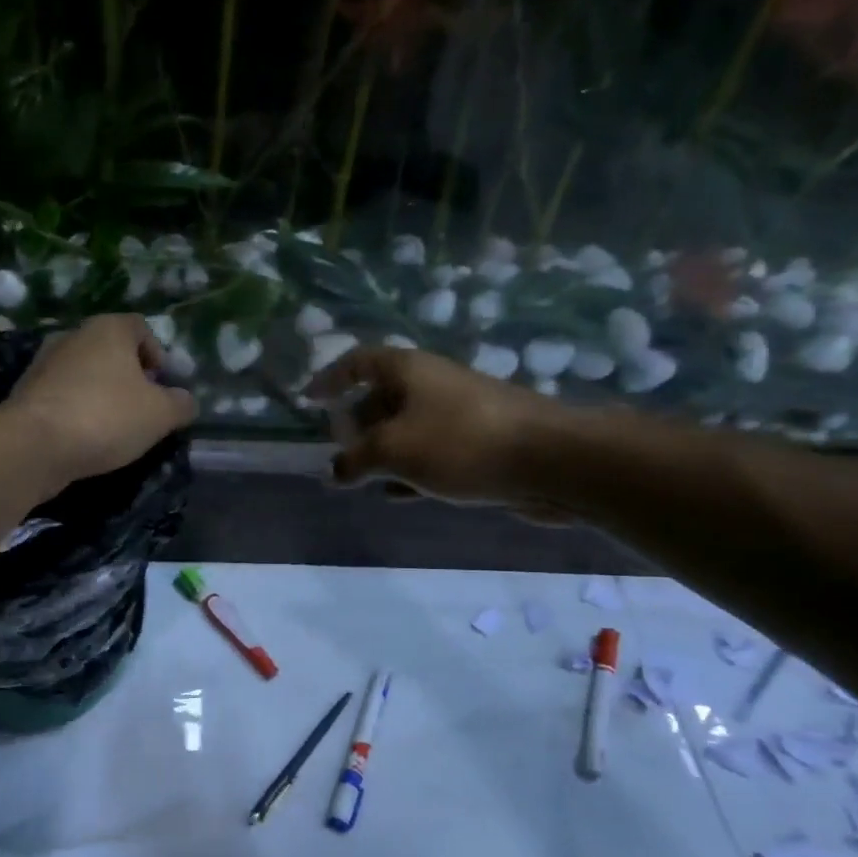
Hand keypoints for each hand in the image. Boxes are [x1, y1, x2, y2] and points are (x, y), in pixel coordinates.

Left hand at [6, 315, 197, 487]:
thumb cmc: (106, 417)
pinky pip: (63, 395)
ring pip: (85, 372)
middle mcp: (74, 335)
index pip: (140, 327)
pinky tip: (85, 437)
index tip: (162, 384)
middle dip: (130, 376)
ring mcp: (44, 363)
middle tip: (142, 407)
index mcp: (108, 329)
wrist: (34, 445)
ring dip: (102, 394)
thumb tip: (185, 401)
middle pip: (111, 349)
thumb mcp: (160, 414)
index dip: (157, 354)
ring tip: (115, 427)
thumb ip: (181, 404)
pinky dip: (78, 409)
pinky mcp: (26, 392)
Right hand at [308, 345, 578, 512]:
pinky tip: (397, 494)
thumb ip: (355, 460)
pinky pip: (431, 453)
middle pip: (382, 396)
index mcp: (408, 370)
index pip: (359, 361)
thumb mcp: (393, 450)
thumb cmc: (460, 442)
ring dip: (382, 451)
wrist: (549, 460)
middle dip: (356, 423)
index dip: (331, 378)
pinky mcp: (478, 444)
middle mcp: (432, 384)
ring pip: (407, 428)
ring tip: (360, 477)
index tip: (309, 401)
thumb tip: (333, 470)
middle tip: (337, 451)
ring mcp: (458, 414)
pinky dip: (409, 469)